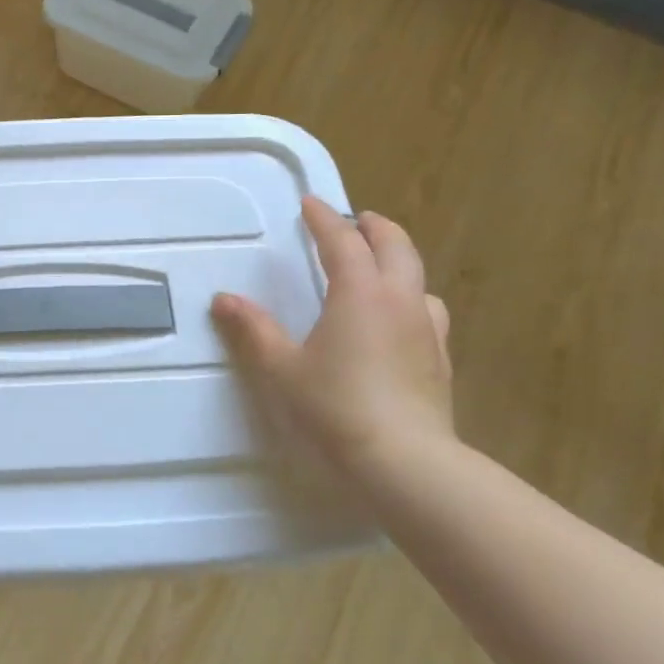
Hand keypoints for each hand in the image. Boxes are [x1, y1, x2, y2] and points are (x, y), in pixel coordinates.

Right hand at [212, 199, 453, 495]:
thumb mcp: (282, 368)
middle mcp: (400, 299)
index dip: (324, 218)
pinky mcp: (440, 358)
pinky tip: (399, 319)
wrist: (406, 461)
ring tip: (378, 267)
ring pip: (417, 276)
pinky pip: (428, 310)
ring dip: (397, 260)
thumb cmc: (336, 407)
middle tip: (354, 220)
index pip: (342, 241)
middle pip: (395, 245)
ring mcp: (427, 328)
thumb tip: (223, 299)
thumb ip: (254, 330)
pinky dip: (410, 298)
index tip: (310, 202)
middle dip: (373, 227)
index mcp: (360, 292)